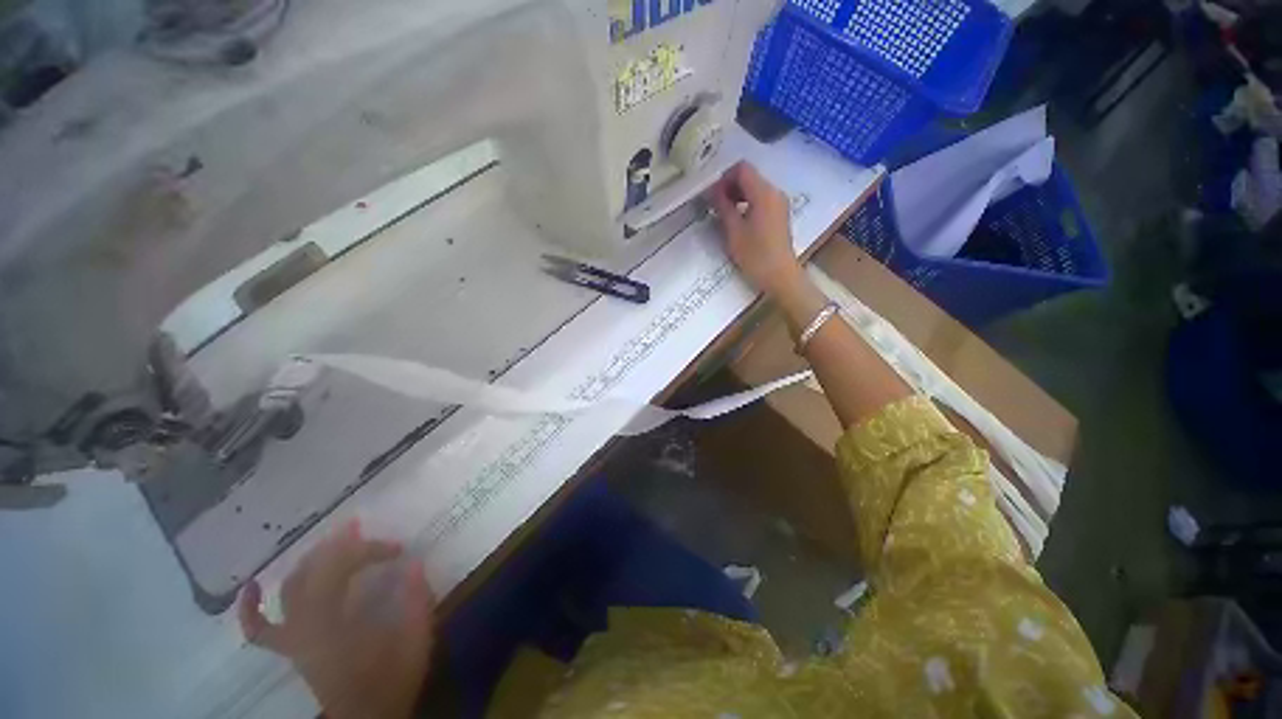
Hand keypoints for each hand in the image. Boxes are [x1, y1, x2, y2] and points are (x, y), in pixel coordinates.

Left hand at [238, 520, 434, 718]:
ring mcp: (292, 637)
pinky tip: (252, 586)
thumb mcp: (414, 637)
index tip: (399, 549)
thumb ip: (415, 599)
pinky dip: (251, 607)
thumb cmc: (391, 678)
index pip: (342, 568)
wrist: (368, 717)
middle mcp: (304, 624)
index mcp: (332, 621)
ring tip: (332, 543)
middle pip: (314, 572)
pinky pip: (259, 628)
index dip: (370, 551)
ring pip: (290, 587)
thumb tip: (414, 562)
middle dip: (340, 547)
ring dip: (311, 560)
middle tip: (360, 527)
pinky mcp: (290, 648)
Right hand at [708, 162, 802, 296]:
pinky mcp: (779, 214)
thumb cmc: (755, 255)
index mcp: (764, 193)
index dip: (724, 177)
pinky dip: (747, 203)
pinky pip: (761, 199)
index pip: (742, 169)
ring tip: (723, 214)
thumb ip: (723, 207)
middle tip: (714, 205)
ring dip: (737, 196)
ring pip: (755, 188)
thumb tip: (713, 191)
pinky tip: (737, 221)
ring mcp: (779, 203)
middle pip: (749, 176)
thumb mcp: (733, 231)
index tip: (712, 195)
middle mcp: (775, 192)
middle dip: (730, 186)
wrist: (780, 276)